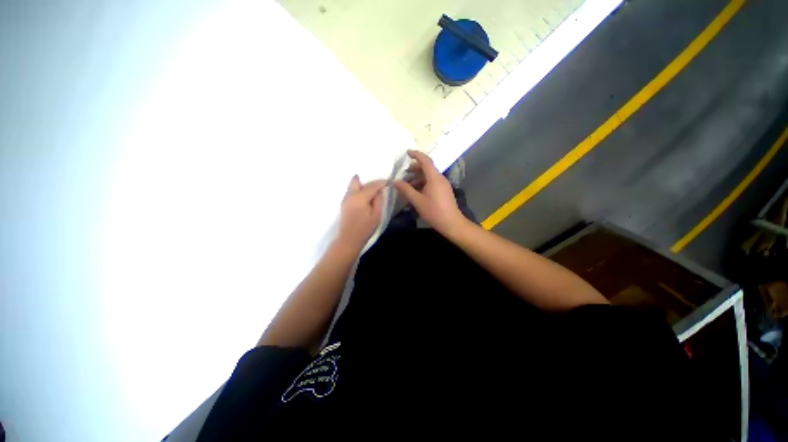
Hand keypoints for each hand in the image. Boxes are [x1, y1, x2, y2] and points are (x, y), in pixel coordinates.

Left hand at [336, 176, 386, 251]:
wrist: (349, 240)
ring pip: (353, 185)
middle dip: (368, 180)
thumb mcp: (377, 215)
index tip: (388, 182)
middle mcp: (350, 195)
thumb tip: (379, 191)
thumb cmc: (365, 229)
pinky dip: (358, 190)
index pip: (372, 185)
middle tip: (377, 187)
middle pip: (357, 180)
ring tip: (372, 192)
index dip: (381, 182)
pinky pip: (351, 191)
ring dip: (362, 185)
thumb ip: (378, 201)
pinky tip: (365, 197)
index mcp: (360, 197)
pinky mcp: (344, 203)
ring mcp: (345, 199)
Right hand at [393, 150, 464, 235]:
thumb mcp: (417, 201)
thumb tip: (394, 181)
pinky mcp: (444, 191)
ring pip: (429, 176)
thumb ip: (405, 190)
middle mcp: (440, 178)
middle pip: (427, 167)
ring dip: (418, 177)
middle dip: (415, 168)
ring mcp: (443, 184)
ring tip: (408, 184)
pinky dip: (423, 183)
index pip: (425, 160)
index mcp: (434, 177)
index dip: (416, 154)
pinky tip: (417, 191)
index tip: (407, 153)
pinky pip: (432, 182)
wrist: (451, 223)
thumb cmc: (434, 211)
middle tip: (404, 173)